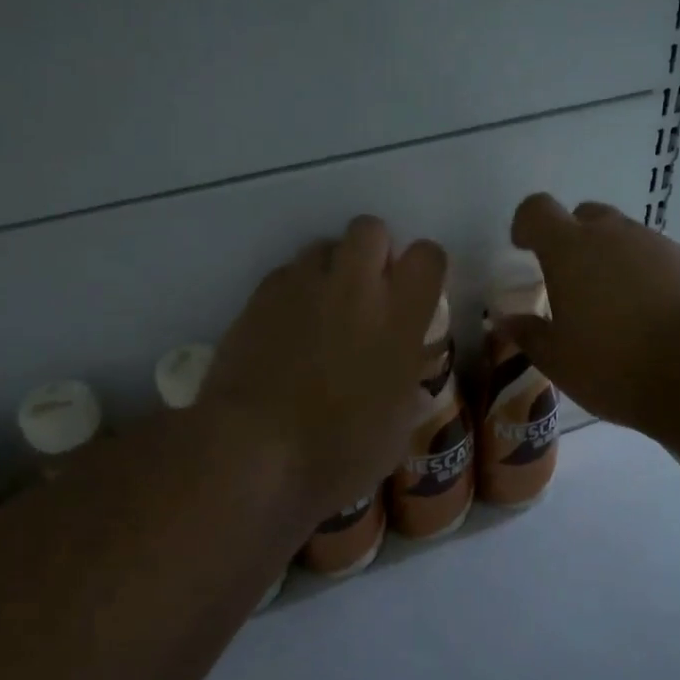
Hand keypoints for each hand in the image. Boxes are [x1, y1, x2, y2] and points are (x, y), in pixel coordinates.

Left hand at [204, 216, 446, 523]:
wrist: (251, 450)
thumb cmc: (336, 451)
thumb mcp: (394, 431)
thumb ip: (407, 387)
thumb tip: (411, 376)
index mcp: (400, 318)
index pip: (428, 255)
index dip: (423, 269)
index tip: (414, 296)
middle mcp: (354, 287)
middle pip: (370, 228)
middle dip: (372, 251)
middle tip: (367, 294)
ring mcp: (303, 286)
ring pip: (323, 246)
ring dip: (330, 270)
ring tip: (322, 311)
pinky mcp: (260, 296)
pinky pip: (286, 274)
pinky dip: (293, 292)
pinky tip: (286, 328)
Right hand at [501, 195, 679, 433]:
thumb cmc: (616, 364)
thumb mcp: (559, 360)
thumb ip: (529, 335)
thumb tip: (507, 321)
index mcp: (570, 249)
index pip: (538, 210)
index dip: (526, 224)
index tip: (523, 248)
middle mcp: (614, 234)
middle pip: (585, 216)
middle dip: (571, 239)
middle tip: (569, 282)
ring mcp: (658, 245)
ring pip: (624, 237)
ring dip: (610, 259)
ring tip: (612, 308)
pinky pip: (656, 258)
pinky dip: (644, 276)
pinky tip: (650, 318)